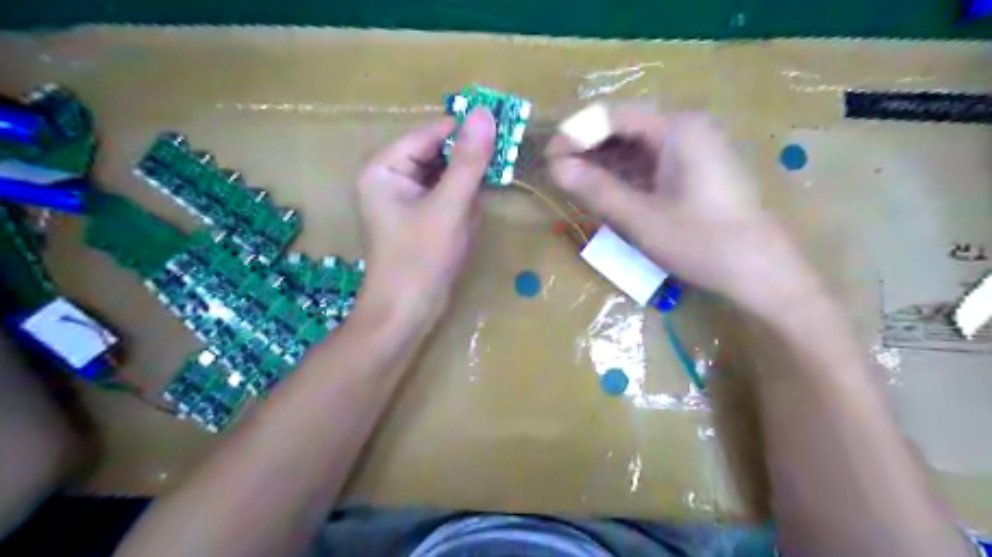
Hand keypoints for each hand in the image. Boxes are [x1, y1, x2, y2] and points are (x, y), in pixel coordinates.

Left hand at [354, 107, 495, 326]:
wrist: (406, 313)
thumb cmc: (421, 259)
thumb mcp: (449, 207)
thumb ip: (468, 161)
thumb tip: (485, 114)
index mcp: (384, 168)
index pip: (429, 135)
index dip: (465, 131)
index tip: (503, 129)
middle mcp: (390, 178)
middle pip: (437, 155)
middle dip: (466, 171)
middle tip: (494, 175)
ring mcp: (404, 200)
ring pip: (445, 178)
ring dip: (465, 192)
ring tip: (470, 214)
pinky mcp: (418, 218)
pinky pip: (445, 199)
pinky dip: (461, 207)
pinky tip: (465, 224)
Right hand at [546, 104, 817, 313]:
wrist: (759, 270)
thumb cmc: (700, 242)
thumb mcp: (640, 217)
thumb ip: (596, 188)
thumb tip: (555, 168)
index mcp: (676, 128)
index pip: (612, 115)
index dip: (576, 133)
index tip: (549, 159)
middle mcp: (686, 127)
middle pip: (625, 126)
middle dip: (588, 147)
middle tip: (558, 173)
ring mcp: (694, 147)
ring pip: (637, 144)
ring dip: (604, 161)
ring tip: (575, 183)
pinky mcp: (696, 168)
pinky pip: (652, 160)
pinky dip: (626, 173)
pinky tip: (606, 189)